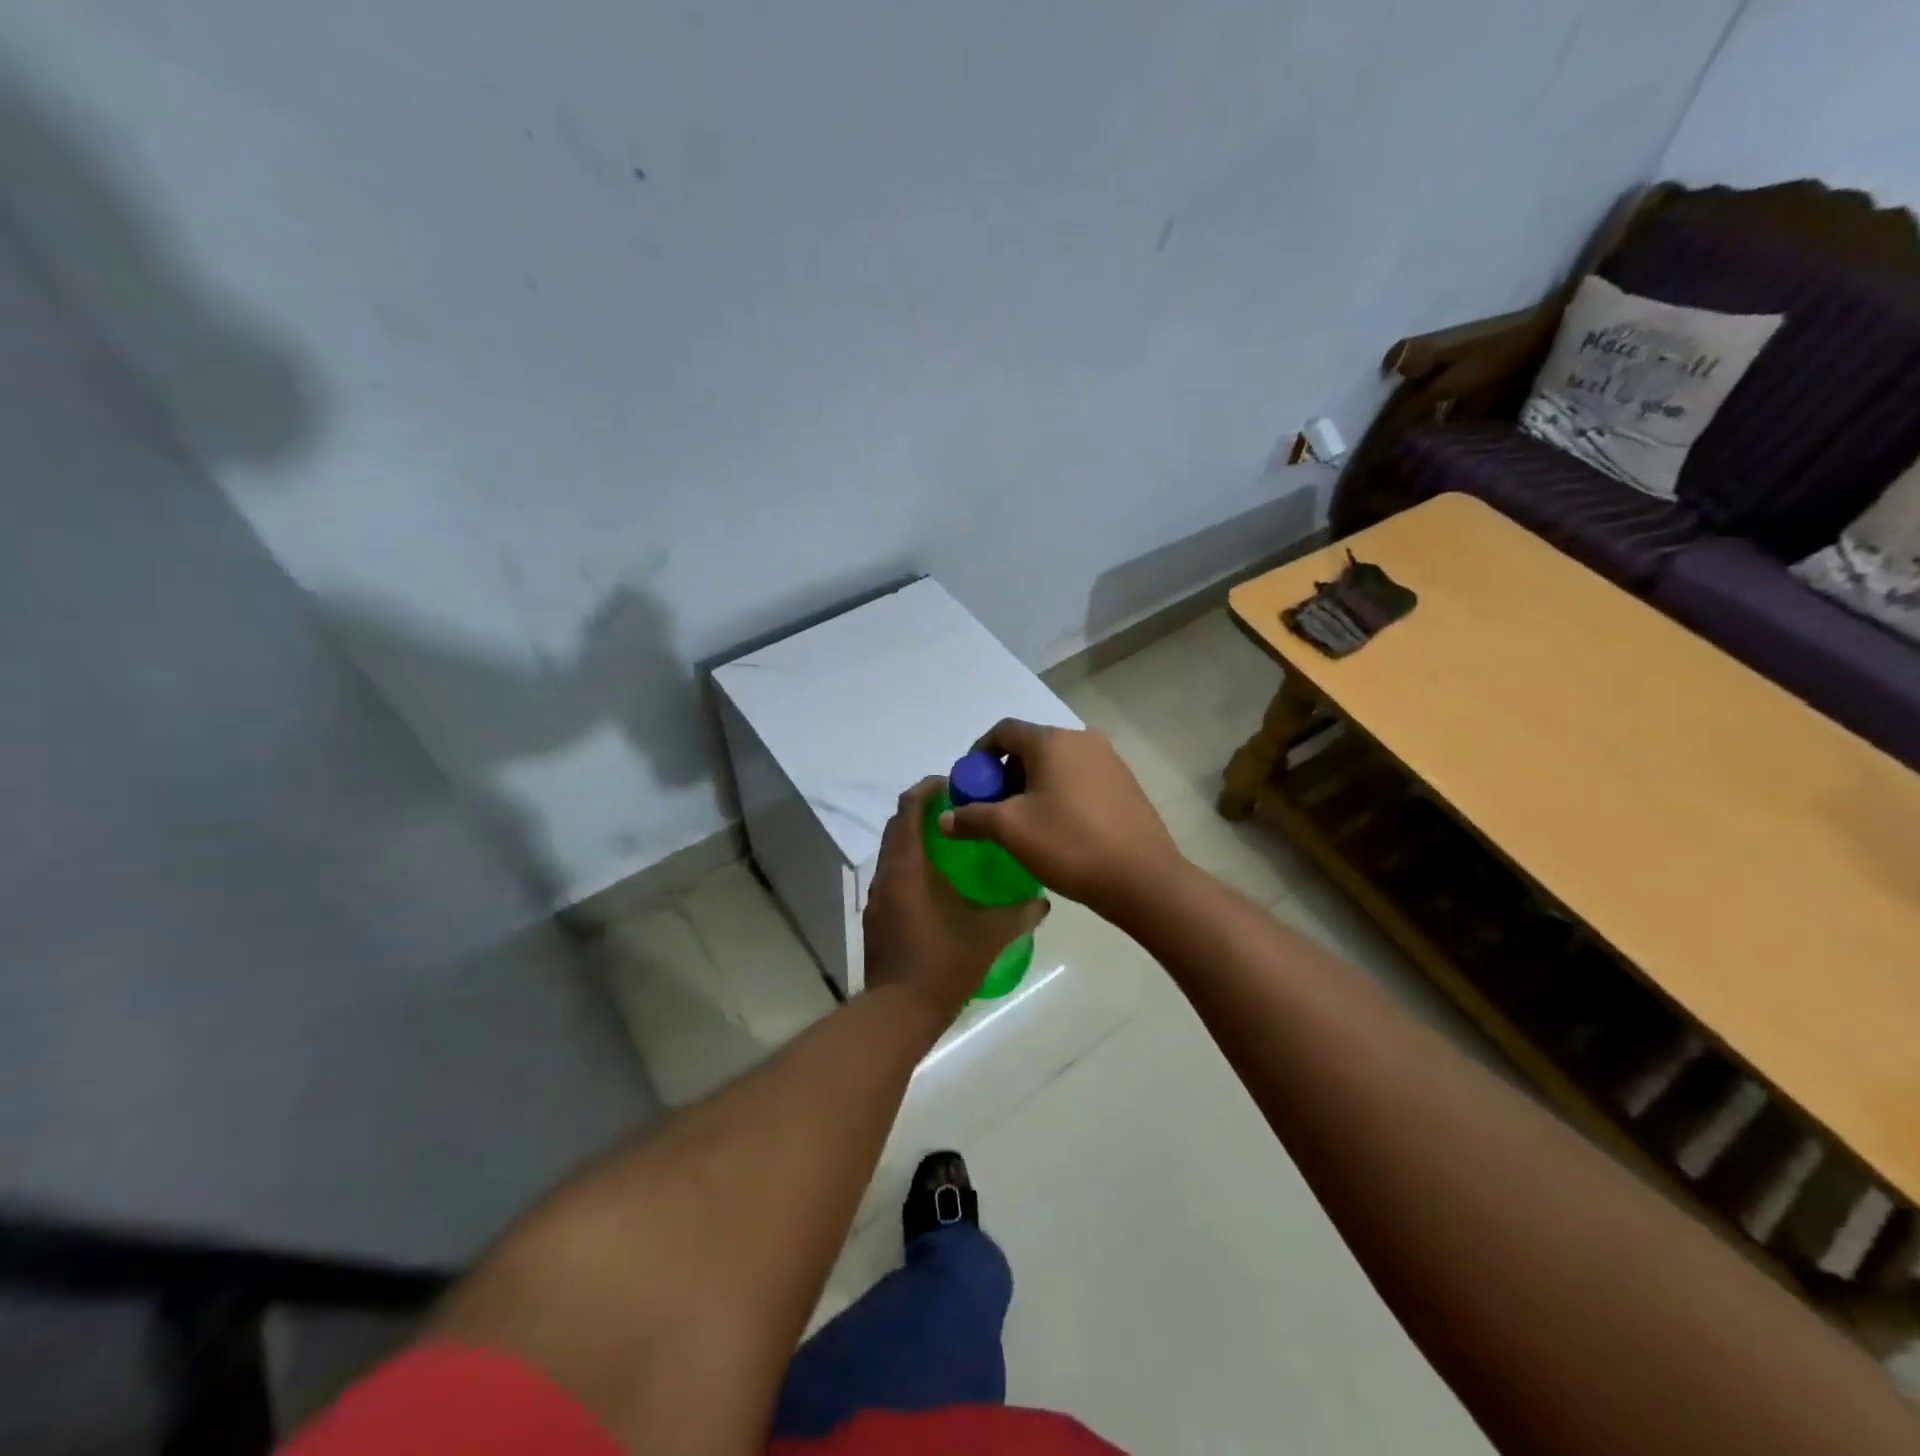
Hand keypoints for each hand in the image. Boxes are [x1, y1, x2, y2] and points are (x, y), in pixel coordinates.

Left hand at [863, 777, 1048, 1021]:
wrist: (900, 1011)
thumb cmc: (944, 963)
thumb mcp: (990, 935)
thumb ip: (1020, 913)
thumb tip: (1043, 902)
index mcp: (908, 866)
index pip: (909, 808)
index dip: (928, 789)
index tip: (954, 783)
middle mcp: (887, 873)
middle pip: (898, 825)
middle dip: (924, 811)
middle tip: (960, 811)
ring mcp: (878, 897)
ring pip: (894, 851)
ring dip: (917, 839)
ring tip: (953, 844)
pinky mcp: (877, 917)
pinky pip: (893, 875)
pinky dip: (913, 865)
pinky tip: (939, 885)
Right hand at [939, 720, 1183, 922]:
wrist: (1142, 878)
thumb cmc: (1069, 844)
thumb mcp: (1010, 830)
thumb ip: (972, 817)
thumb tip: (944, 818)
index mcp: (1053, 741)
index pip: (1004, 731)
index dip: (979, 754)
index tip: (970, 785)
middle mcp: (1083, 740)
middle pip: (1031, 746)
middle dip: (1005, 773)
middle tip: (993, 808)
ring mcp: (1110, 761)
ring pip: (1057, 764)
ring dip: (1032, 785)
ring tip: (1024, 822)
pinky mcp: (1125, 784)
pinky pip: (1080, 778)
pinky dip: (1060, 793)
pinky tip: (1058, 828)